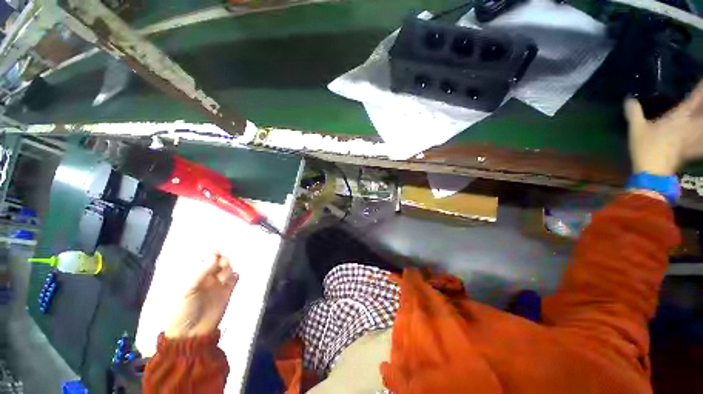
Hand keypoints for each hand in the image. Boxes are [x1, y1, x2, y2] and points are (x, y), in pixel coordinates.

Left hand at [165, 252, 238, 337]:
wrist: (191, 334)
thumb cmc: (182, 311)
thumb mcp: (187, 290)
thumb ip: (201, 272)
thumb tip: (214, 254)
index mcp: (194, 277)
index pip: (204, 260)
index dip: (211, 254)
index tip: (216, 251)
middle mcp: (207, 278)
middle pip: (218, 262)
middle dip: (222, 260)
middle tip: (222, 264)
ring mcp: (218, 285)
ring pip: (228, 269)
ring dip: (228, 269)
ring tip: (224, 277)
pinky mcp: (227, 292)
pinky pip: (235, 279)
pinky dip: (235, 276)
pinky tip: (232, 279)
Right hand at [625, 82, 702, 175]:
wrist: (653, 173)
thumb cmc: (645, 148)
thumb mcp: (636, 129)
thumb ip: (634, 113)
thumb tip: (629, 98)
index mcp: (678, 117)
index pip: (695, 99)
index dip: (701, 88)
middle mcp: (689, 125)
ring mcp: (691, 138)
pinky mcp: (690, 149)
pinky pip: (701, 143)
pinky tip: (702, 139)